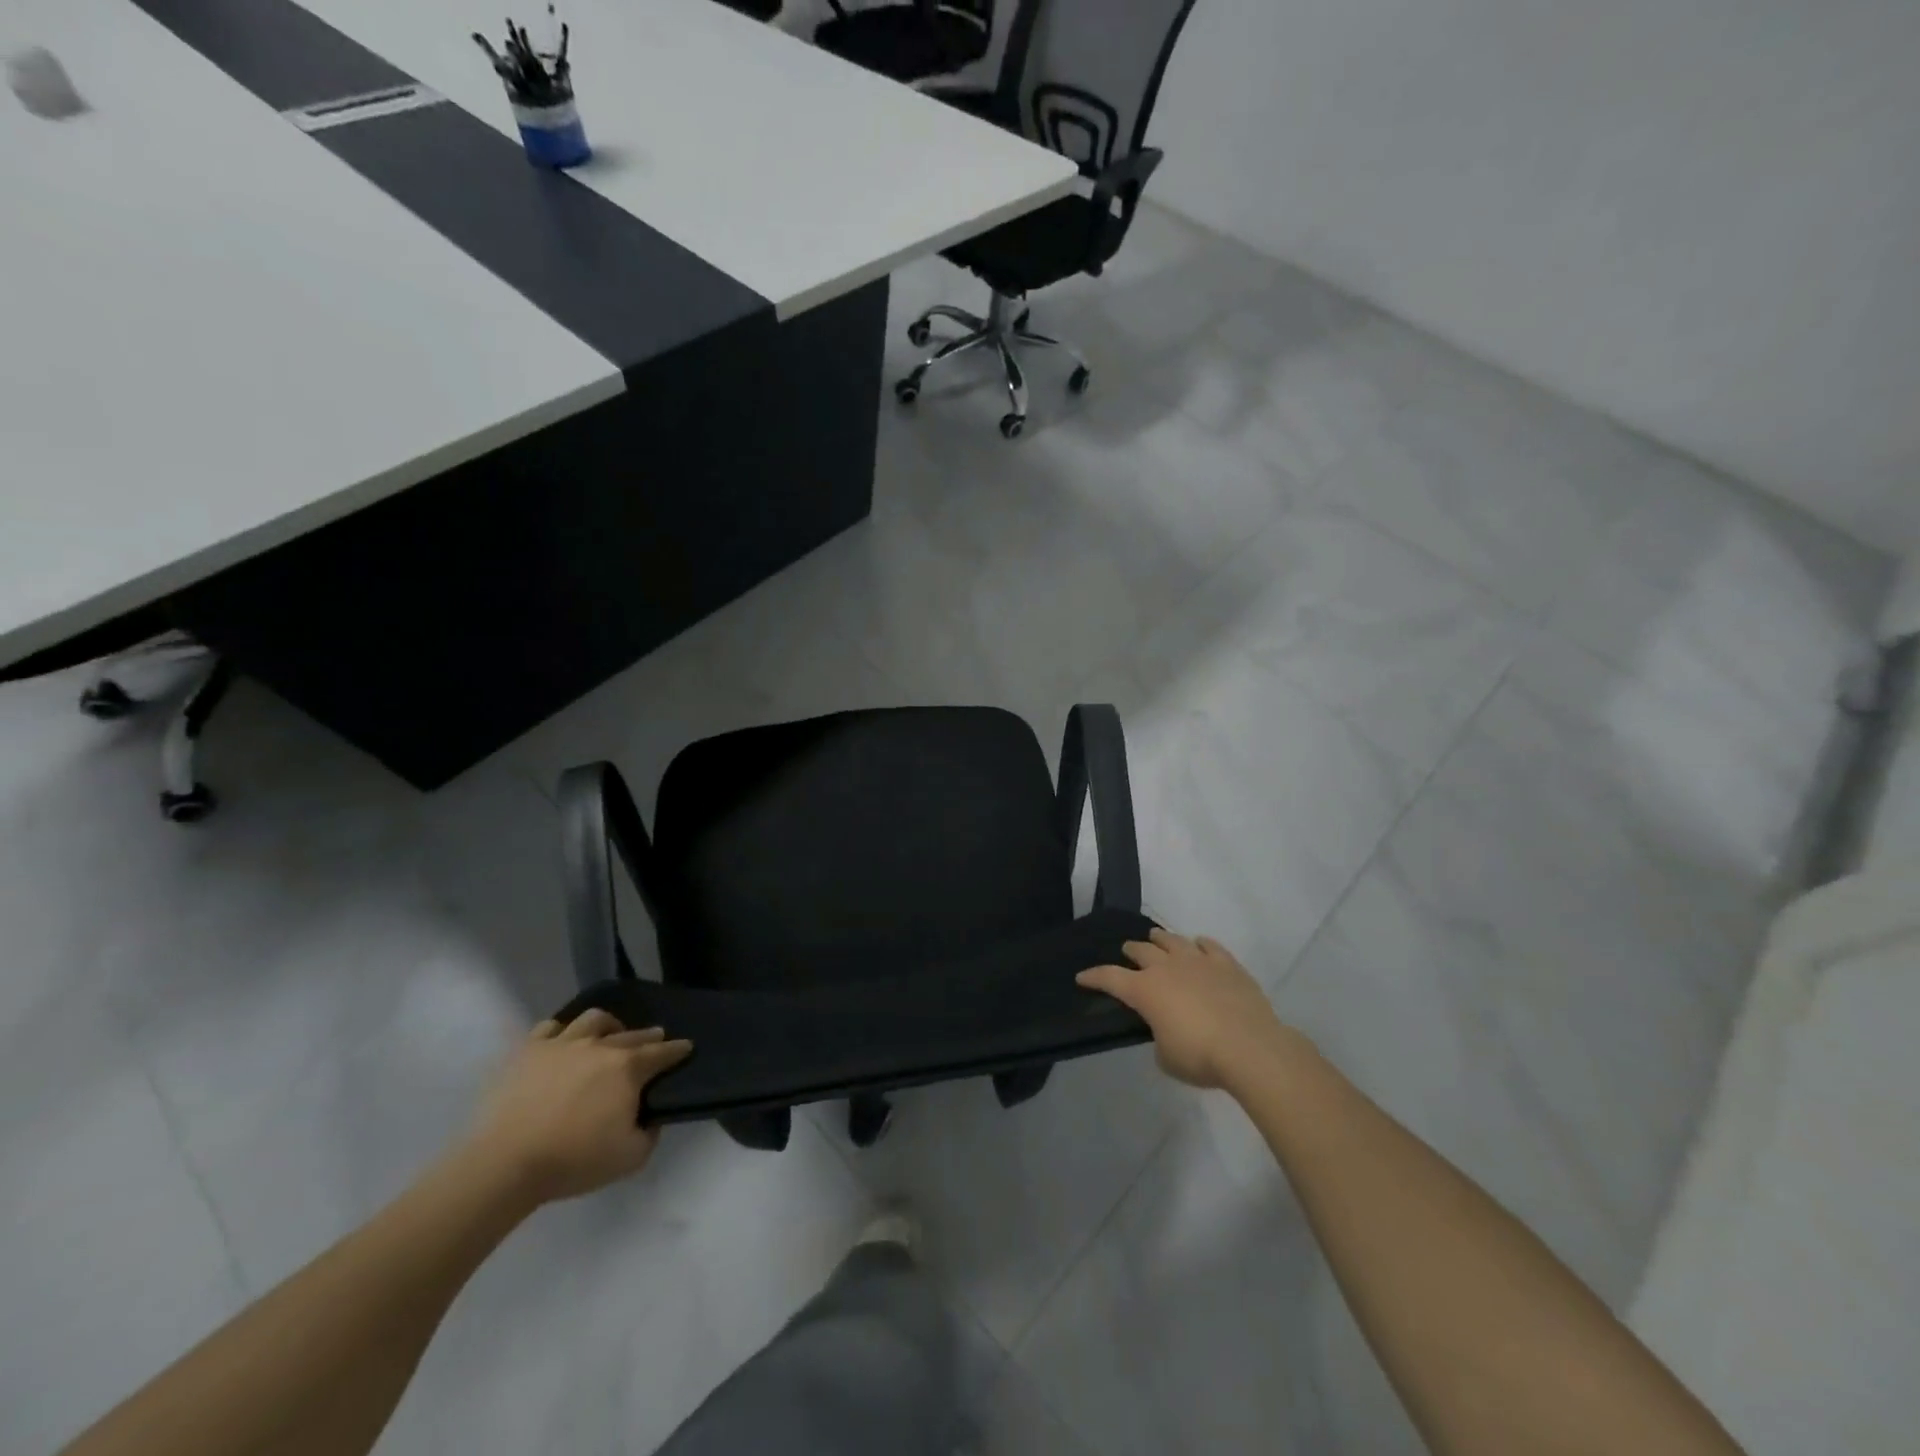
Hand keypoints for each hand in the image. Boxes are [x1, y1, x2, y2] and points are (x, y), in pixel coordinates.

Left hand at [464, 1010, 692, 1203]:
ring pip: (593, 1020)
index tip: (686, 1047)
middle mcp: (600, 1046)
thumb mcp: (630, 1158)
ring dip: (608, 1025)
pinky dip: (561, 1031)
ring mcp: (562, 1044)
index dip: (678, 1049)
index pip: (662, 1053)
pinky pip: (549, 1027)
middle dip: (648, 1036)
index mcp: (628, 1068)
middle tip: (654, 1039)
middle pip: (631, 1034)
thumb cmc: (573, 1160)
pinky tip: (562, 1041)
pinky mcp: (528, 1051)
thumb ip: (650, 1134)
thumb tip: (649, 1118)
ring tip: (608, 1034)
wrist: (506, 1163)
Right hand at [1078, 928, 1305, 1088]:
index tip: (1082, 977)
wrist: (1250, 1047)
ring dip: (1160, 939)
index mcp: (1145, 990)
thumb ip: (1159, 1038)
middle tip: (1127, 952)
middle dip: (1131, 950)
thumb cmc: (1200, 1056)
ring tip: (1156, 938)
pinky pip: (1209, 945)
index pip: (1110, 977)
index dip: (1093, 977)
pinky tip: (1199, 945)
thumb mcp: (1167, 1057)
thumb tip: (1166, 1030)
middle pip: (1141, 950)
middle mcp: (1167, 967)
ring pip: (1172, 940)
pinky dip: (1199, 944)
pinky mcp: (1226, 963)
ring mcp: (1198, 961)